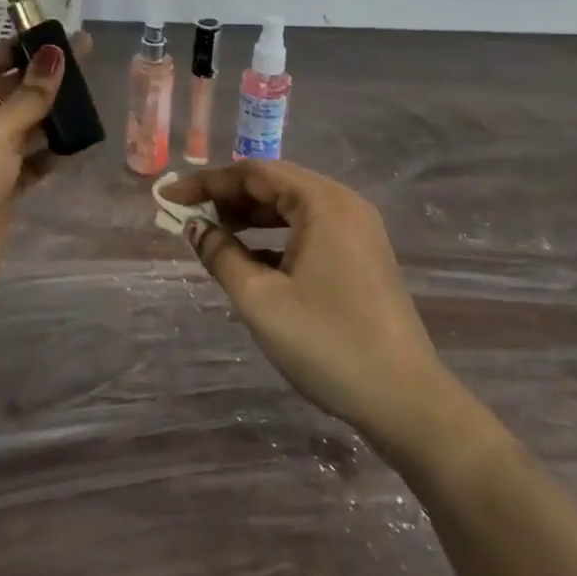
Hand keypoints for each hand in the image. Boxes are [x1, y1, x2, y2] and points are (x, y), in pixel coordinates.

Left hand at [0, 32, 93, 299]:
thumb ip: (31, 94)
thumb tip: (56, 52)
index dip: (15, 50)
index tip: (52, 41)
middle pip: (11, 92)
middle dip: (43, 79)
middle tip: (86, 62)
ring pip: (26, 126)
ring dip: (53, 115)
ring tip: (91, 99)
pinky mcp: (5, 189)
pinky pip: (34, 161)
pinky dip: (54, 152)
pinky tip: (81, 142)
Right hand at [162, 160, 455, 443]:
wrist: (407, 402)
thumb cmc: (328, 343)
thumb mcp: (260, 299)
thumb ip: (221, 255)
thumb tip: (195, 227)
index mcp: (323, 202)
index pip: (253, 173)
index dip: (206, 183)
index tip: (169, 197)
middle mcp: (344, 205)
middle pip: (273, 185)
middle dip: (227, 198)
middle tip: (187, 217)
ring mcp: (358, 231)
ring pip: (290, 208)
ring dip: (249, 218)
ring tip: (211, 234)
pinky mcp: (361, 257)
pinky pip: (308, 230)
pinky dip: (274, 237)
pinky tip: (249, 259)